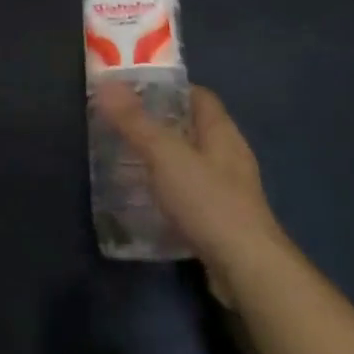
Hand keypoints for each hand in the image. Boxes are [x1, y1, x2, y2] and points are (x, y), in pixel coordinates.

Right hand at [96, 82, 288, 303]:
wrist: (246, 270)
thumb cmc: (208, 201)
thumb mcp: (165, 155)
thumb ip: (135, 121)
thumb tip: (107, 83)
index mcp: (222, 131)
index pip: (198, 96)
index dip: (169, 90)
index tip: (135, 93)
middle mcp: (230, 155)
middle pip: (193, 129)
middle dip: (160, 126)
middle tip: (123, 128)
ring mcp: (230, 190)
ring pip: (192, 164)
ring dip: (164, 162)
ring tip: (128, 163)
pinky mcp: (224, 221)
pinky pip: (193, 196)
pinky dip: (171, 194)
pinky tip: (147, 203)